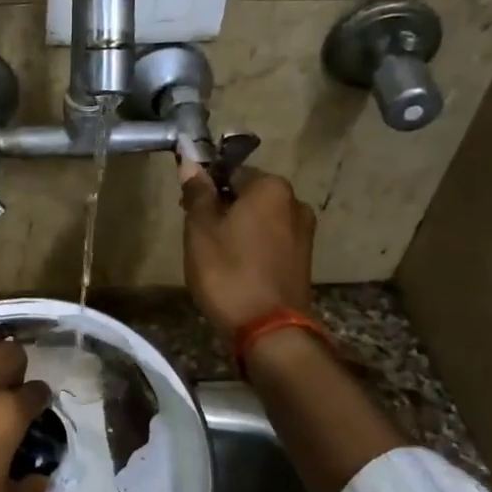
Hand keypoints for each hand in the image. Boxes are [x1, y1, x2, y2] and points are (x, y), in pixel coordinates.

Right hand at [179, 163, 315, 335]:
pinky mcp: (303, 260)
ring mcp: (304, 233)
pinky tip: (235, 269)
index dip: (205, 187)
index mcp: (271, 187)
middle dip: (223, 208)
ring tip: (215, 256)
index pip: (231, 171)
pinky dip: (252, 248)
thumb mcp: (201, 229)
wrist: (268, 329)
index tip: (187, 208)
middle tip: (197, 234)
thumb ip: (197, 193)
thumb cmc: (228, 271)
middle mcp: (295, 202)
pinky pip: (271, 242)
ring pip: (260, 220)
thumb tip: (191, 162)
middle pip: (249, 195)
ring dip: (238, 229)